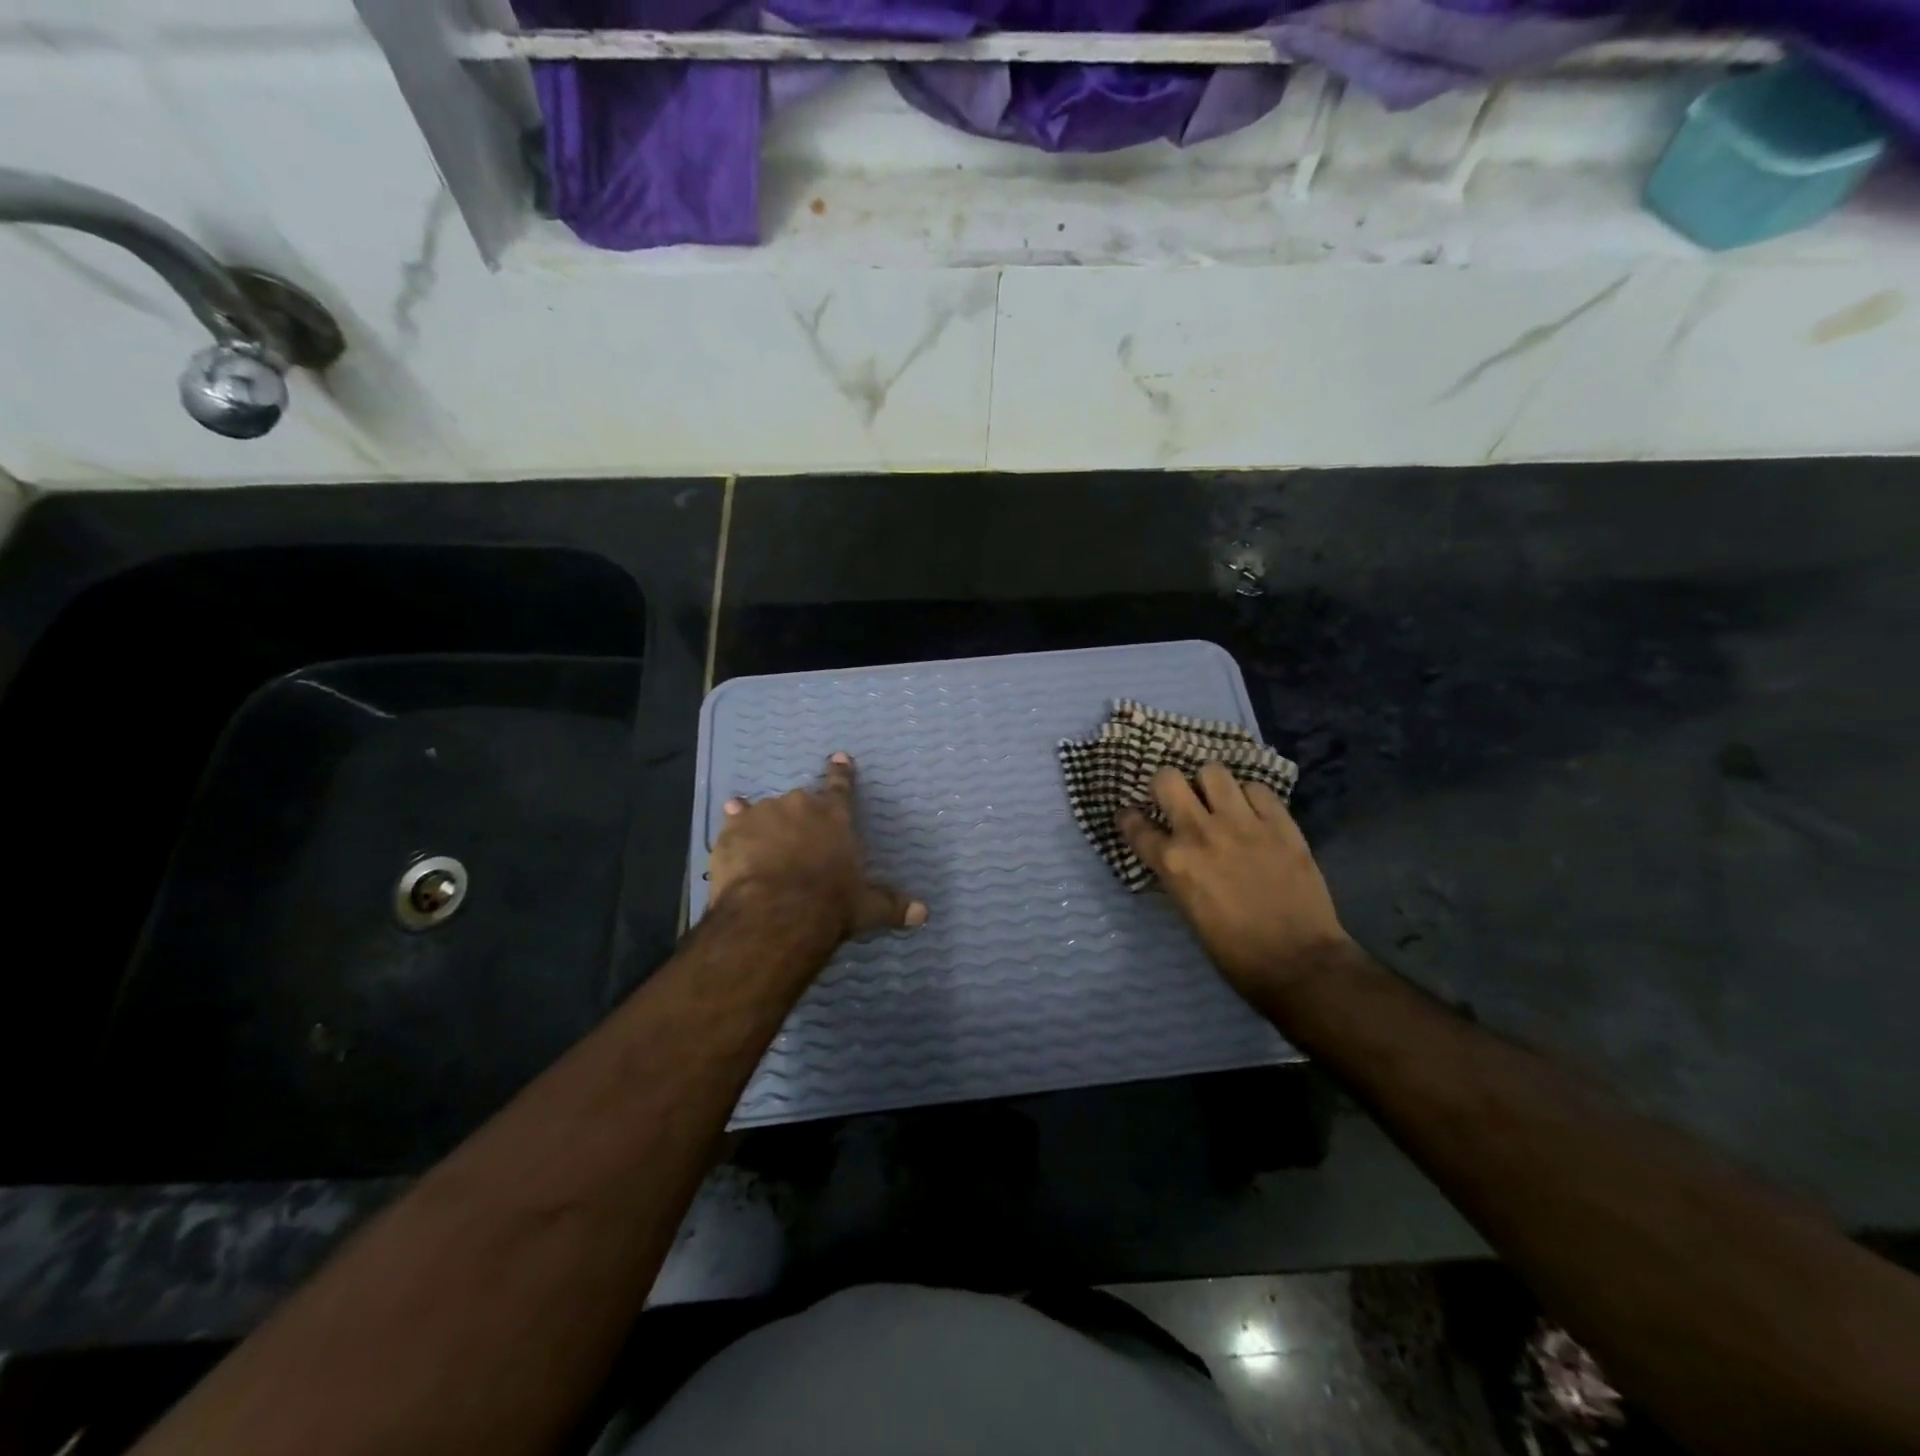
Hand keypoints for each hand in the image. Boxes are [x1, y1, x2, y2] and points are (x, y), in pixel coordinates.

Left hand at [709, 752, 926, 942]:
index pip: (842, 787)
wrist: (777, 912)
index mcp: (836, 817)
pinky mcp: (734, 830)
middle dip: (799, 817)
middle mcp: (801, 806)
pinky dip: (734, 820)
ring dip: (765, 820)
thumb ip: (892, 906)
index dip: (841, 773)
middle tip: (796, 840)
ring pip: (765, 809)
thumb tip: (923, 914)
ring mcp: (764, 814)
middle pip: (801, 802)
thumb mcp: (866, 908)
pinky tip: (730, 817)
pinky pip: (734, 818)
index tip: (838, 757)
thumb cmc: (830, 904)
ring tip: (761, 836)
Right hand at [1117, 763, 1352, 997]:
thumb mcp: (1188, 911)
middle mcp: (1200, 833)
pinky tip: (1254, 813)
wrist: (1298, 961)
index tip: (1132, 817)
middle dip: (1167, 785)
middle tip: (1178, 799)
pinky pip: (1257, 788)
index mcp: (1173, 862)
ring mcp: (1242, 823)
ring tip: (1219, 799)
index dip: (1129, 818)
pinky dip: (1251, 797)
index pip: (1135, 825)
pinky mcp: (1280, 823)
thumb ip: (1177, 874)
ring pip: (1213, 771)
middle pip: (1168, 779)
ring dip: (1210, 784)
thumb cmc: (1235, 951)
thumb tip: (1174, 856)